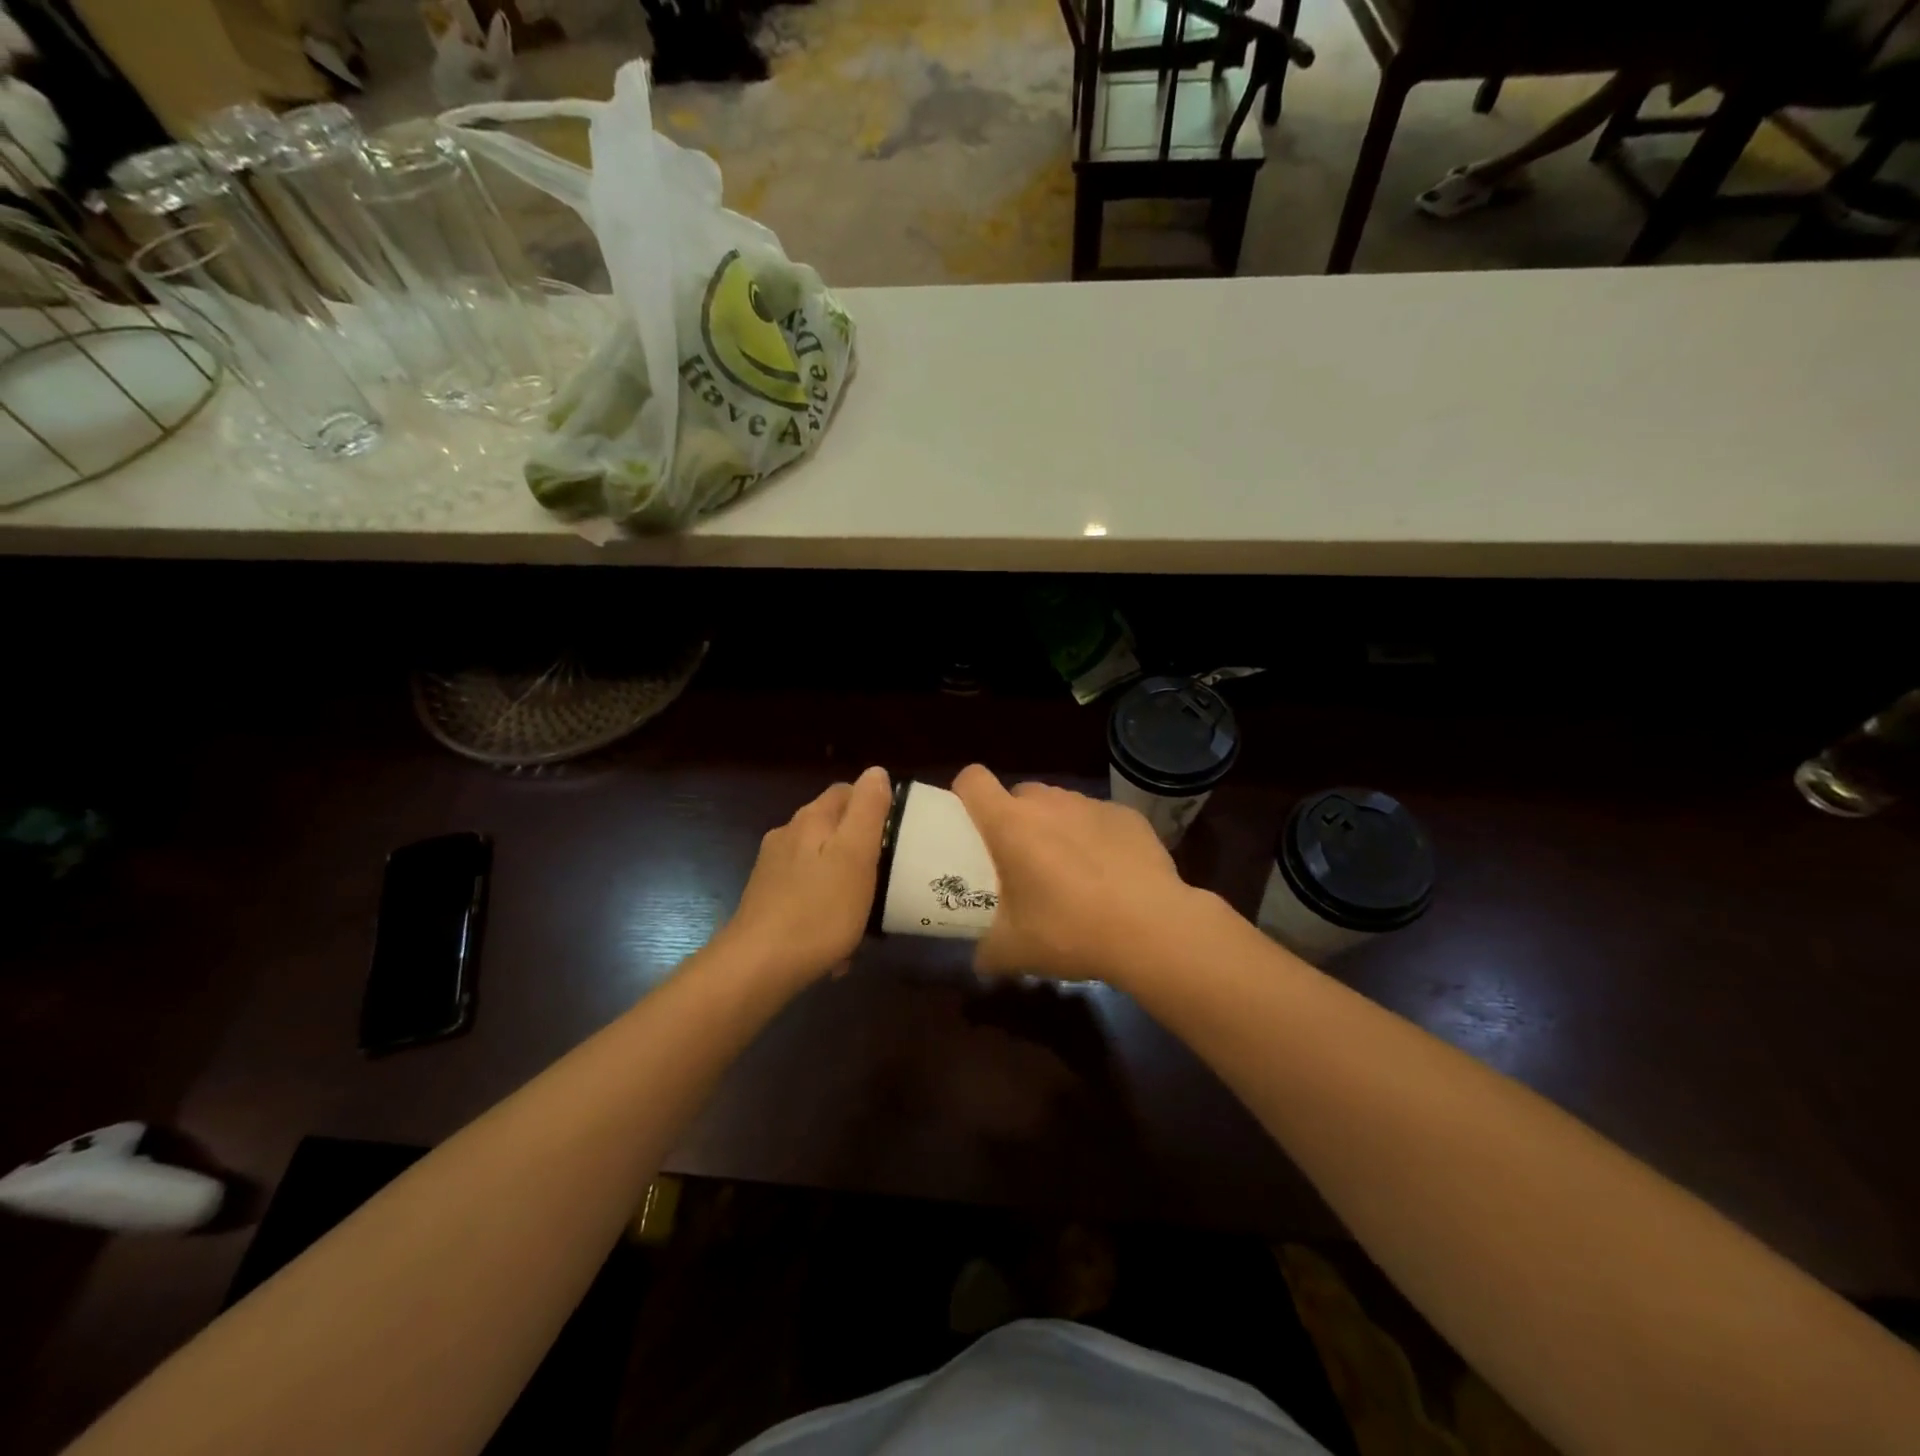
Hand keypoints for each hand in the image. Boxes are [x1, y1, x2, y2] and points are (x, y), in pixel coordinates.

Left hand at [722, 766, 892, 989]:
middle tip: (887, 876)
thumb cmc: (819, 909)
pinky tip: (837, 941)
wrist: (759, 966)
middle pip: (833, 828)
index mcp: (811, 819)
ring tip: (865, 914)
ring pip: (821, 864)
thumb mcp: (856, 855)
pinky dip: (825, 909)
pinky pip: (808, 894)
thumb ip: (867, 810)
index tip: (898, 832)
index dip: (875, 805)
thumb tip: (875, 771)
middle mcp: (788, 836)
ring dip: (844, 882)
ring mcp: (773, 869)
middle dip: (860, 848)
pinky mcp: (767, 900)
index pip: (847, 791)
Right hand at [951, 764, 1205, 984]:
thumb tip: (980, 959)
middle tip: (1022, 862)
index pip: (972, 780)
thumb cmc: (1069, 931)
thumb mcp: (1013, 952)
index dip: (965, 794)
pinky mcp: (1127, 815)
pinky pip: (1098, 818)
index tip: (970, 823)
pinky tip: (1111, 875)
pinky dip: (1096, 837)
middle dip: (1015, 820)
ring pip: (1060, 805)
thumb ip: (985, 951)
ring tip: (1071, 871)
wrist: (1151, 929)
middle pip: (1018, 795)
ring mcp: (1090, 804)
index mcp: (1010, 824)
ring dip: (1056, 828)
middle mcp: (1048, 803)